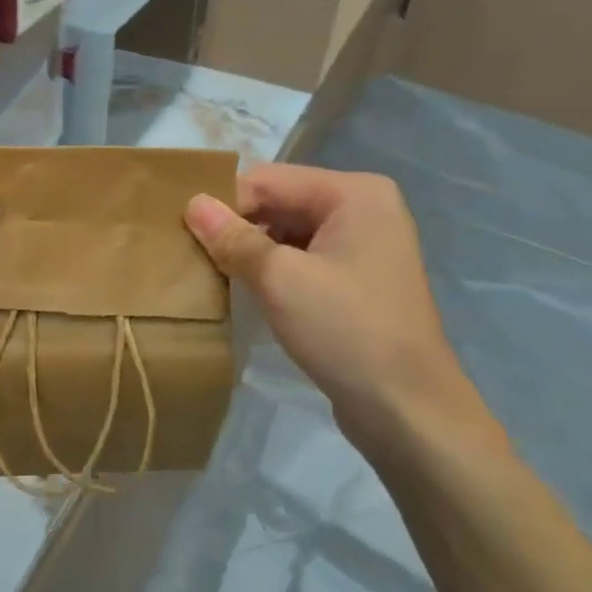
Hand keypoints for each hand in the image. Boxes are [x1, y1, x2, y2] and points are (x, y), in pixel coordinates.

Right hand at [185, 165, 499, 464]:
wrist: (408, 411)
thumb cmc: (346, 331)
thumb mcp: (280, 279)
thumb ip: (233, 237)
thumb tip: (192, 202)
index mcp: (354, 193)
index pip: (267, 180)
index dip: (224, 204)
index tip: (184, 234)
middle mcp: (363, 208)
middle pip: (278, 201)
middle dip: (236, 226)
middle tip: (191, 254)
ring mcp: (363, 244)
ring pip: (286, 231)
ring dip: (250, 250)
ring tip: (211, 272)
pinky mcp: (356, 278)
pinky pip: (301, 257)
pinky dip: (270, 269)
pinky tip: (244, 290)